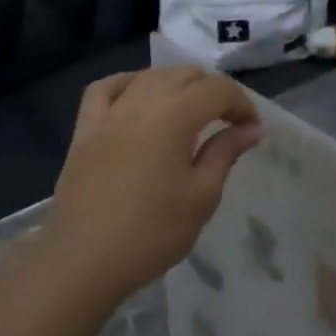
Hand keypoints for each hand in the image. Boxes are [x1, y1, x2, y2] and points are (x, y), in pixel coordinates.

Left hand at [40, 67, 259, 312]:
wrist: (84, 260)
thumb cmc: (152, 232)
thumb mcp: (201, 196)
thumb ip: (225, 153)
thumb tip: (250, 129)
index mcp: (174, 116)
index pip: (217, 90)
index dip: (241, 104)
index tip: (251, 129)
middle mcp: (141, 102)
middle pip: (184, 75)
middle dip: (212, 91)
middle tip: (226, 122)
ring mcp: (109, 114)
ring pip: (148, 77)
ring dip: (176, 85)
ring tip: (189, 111)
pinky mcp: (84, 130)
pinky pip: (105, 90)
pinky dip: (127, 84)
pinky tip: (137, 97)